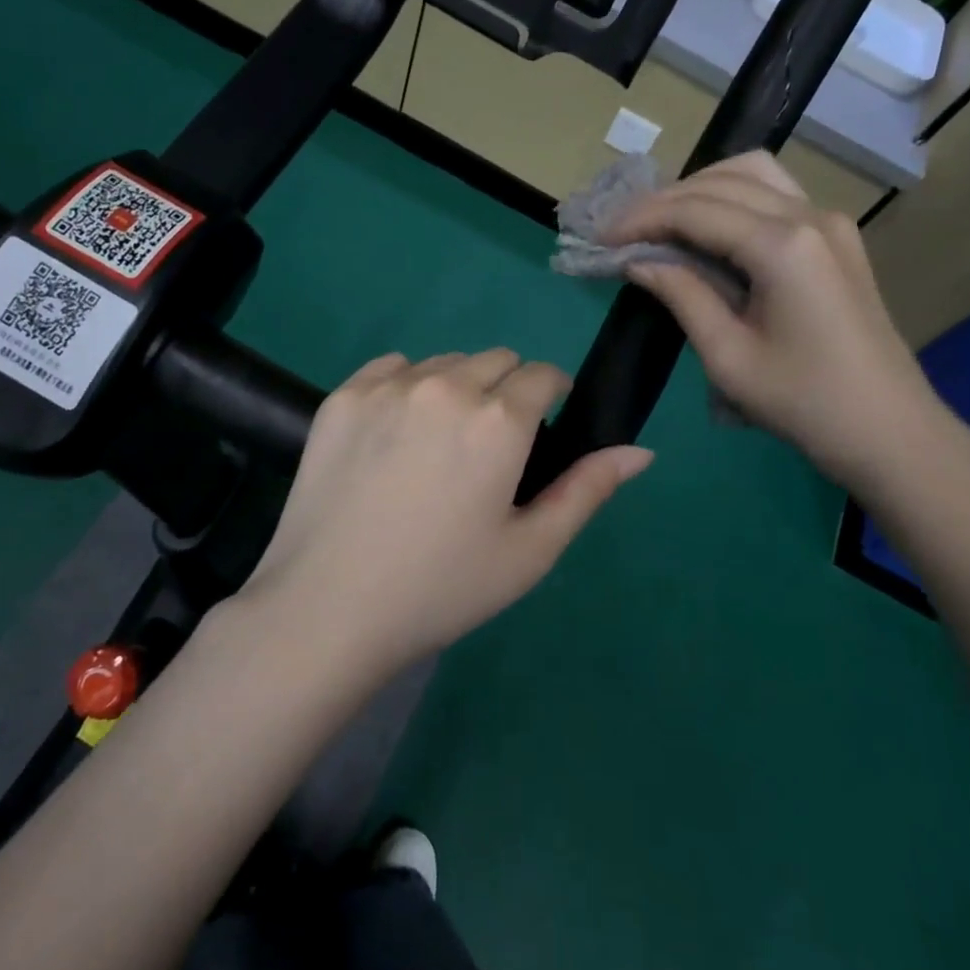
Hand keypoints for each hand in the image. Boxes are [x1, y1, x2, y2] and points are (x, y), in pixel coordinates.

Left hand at [239, 350, 652, 676]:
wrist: (328, 609)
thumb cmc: (441, 588)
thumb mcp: (530, 551)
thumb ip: (587, 490)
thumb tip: (642, 451)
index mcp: (499, 420)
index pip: (543, 374)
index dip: (551, 396)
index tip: (541, 429)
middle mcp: (446, 385)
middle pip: (496, 360)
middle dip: (506, 391)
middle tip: (489, 448)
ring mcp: (388, 387)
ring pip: (444, 362)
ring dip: (457, 388)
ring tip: (438, 444)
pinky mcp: (342, 397)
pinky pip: (392, 368)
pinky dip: (406, 387)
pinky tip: (395, 435)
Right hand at [605, 151, 955, 493]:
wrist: (888, 431)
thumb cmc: (802, 403)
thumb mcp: (728, 356)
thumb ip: (681, 295)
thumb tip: (638, 261)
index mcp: (782, 245)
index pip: (695, 210)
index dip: (641, 218)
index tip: (600, 237)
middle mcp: (809, 216)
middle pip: (722, 181)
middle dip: (664, 200)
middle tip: (621, 230)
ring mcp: (830, 222)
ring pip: (753, 175)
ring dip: (700, 190)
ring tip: (659, 223)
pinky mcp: (836, 238)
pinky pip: (775, 196)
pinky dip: (732, 201)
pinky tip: (706, 230)